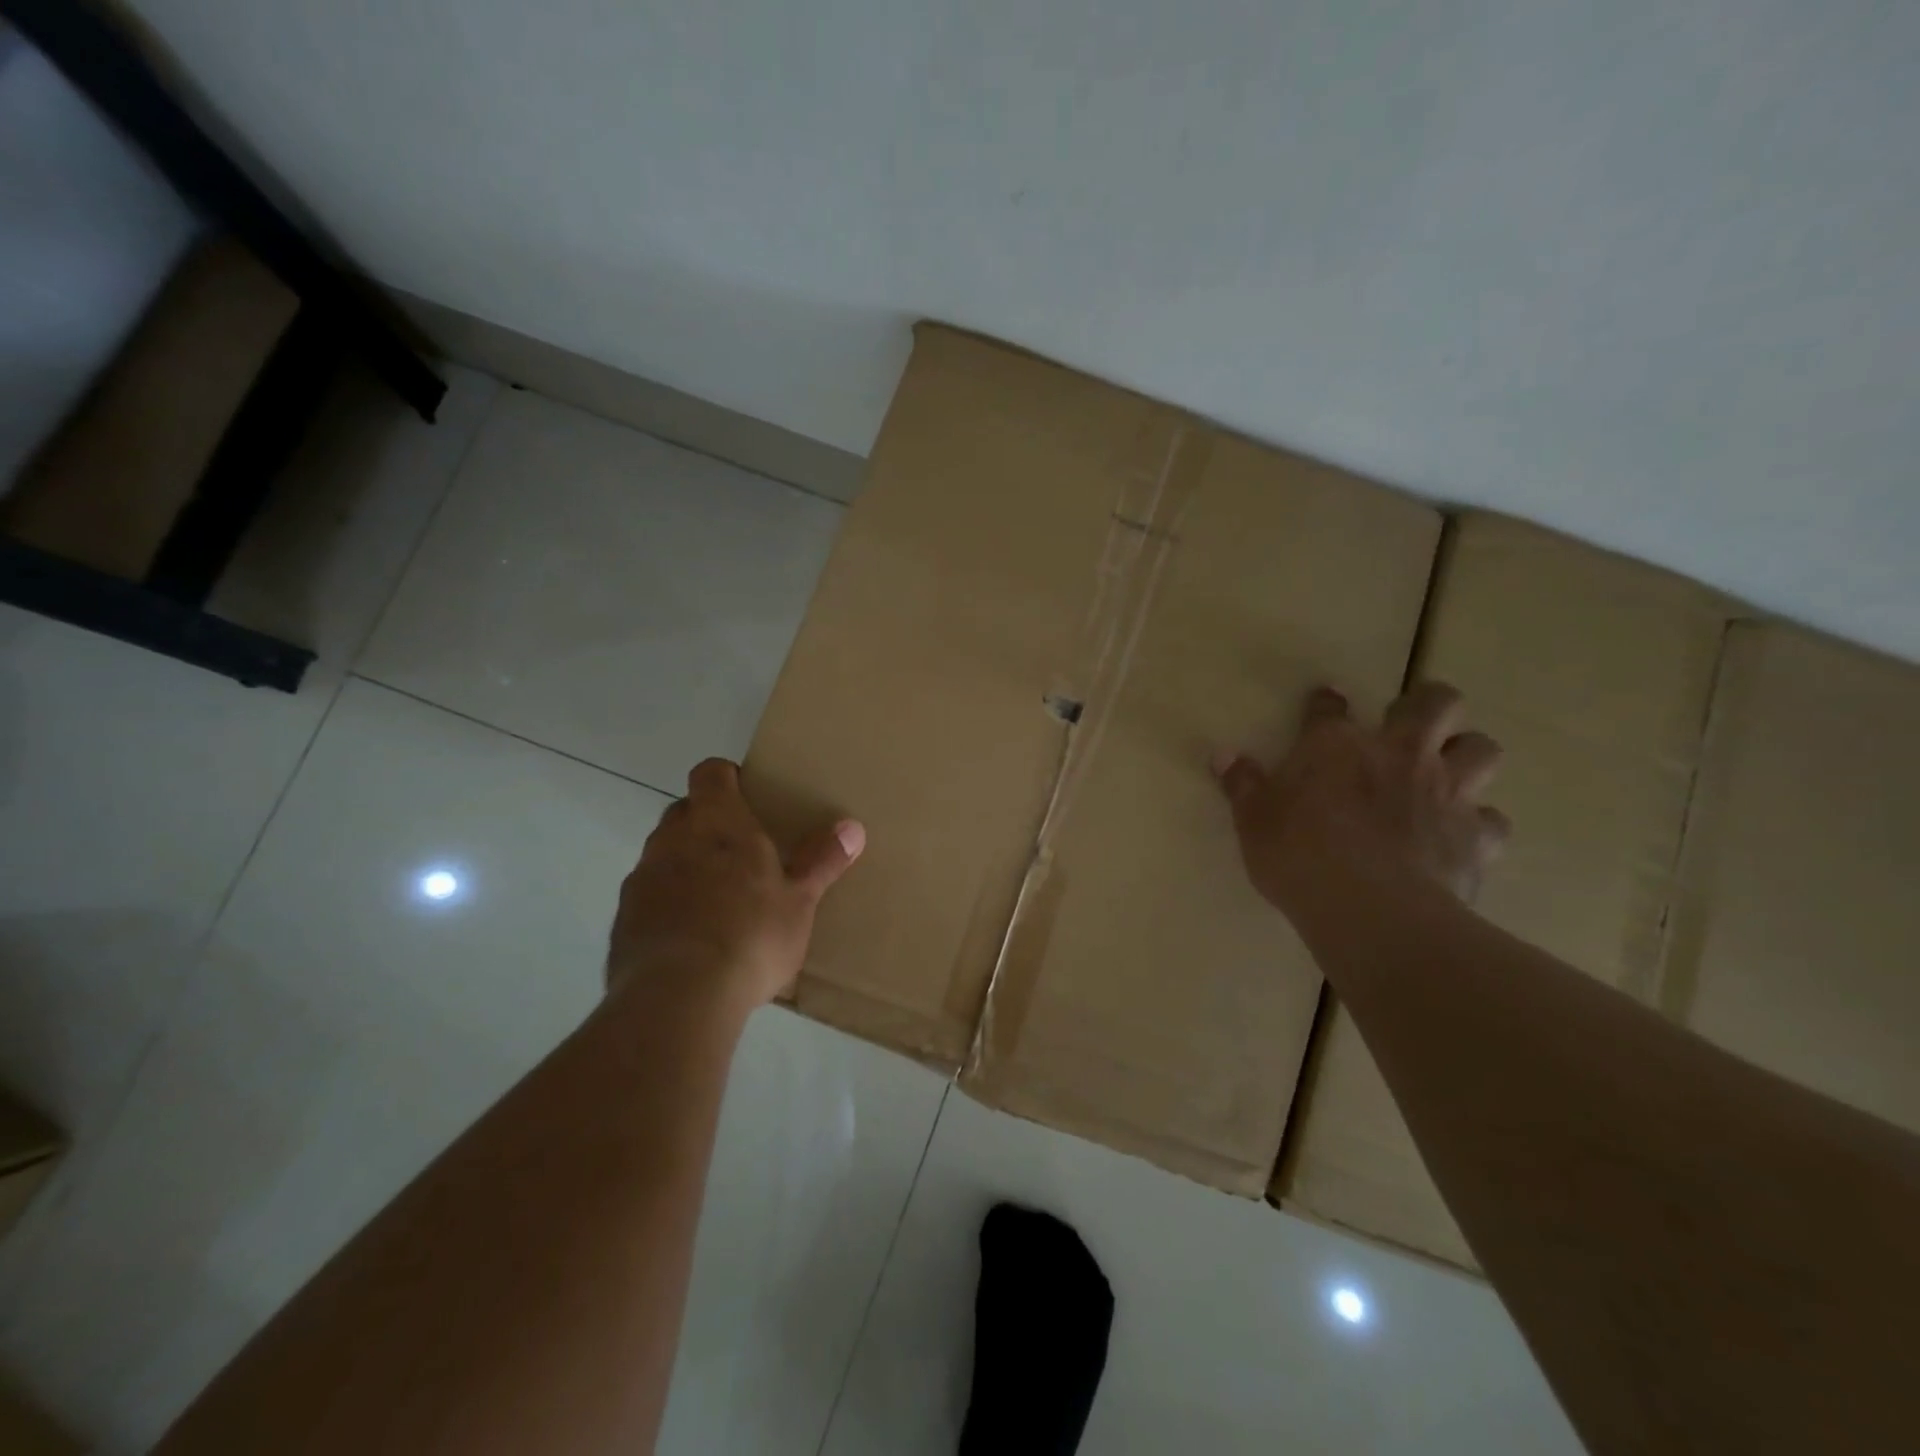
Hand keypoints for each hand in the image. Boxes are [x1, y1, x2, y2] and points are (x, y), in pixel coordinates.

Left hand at [607, 758, 864, 1020]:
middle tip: (741, 852)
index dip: (725, 777)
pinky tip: (691, 938)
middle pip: (684, 811)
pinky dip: (667, 904)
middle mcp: (672, 839)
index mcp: (718, 822)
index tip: (746, 794)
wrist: (677, 998)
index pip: (709, 773)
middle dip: (707, 823)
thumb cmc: (750, 935)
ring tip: (717, 901)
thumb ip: (822, 861)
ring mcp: (642, 879)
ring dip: (685, 865)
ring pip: (663, 854)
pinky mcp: (623, 920)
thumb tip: (853, 827)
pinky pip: (648, 897)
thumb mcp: (800, 901)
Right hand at [1215, 683, 1509, 919]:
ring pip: (1483, 749)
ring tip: (1450, 772)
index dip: (1326, 701)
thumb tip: (1222, 756)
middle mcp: (1399, 754)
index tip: (1325, 702)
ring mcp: (1446, 792)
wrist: (1370, 909)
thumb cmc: (1299, 856)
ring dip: (1468, 755)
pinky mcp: (1476, 836)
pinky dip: (1481, 825)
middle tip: (1411, 723)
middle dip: (1429, 704)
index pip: (1330, 707)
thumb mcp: (1253, 821)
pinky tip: (1462, 837)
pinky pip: (1493, 821)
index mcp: (1336, 745)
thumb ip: (1242, 785)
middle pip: (1437, 704)